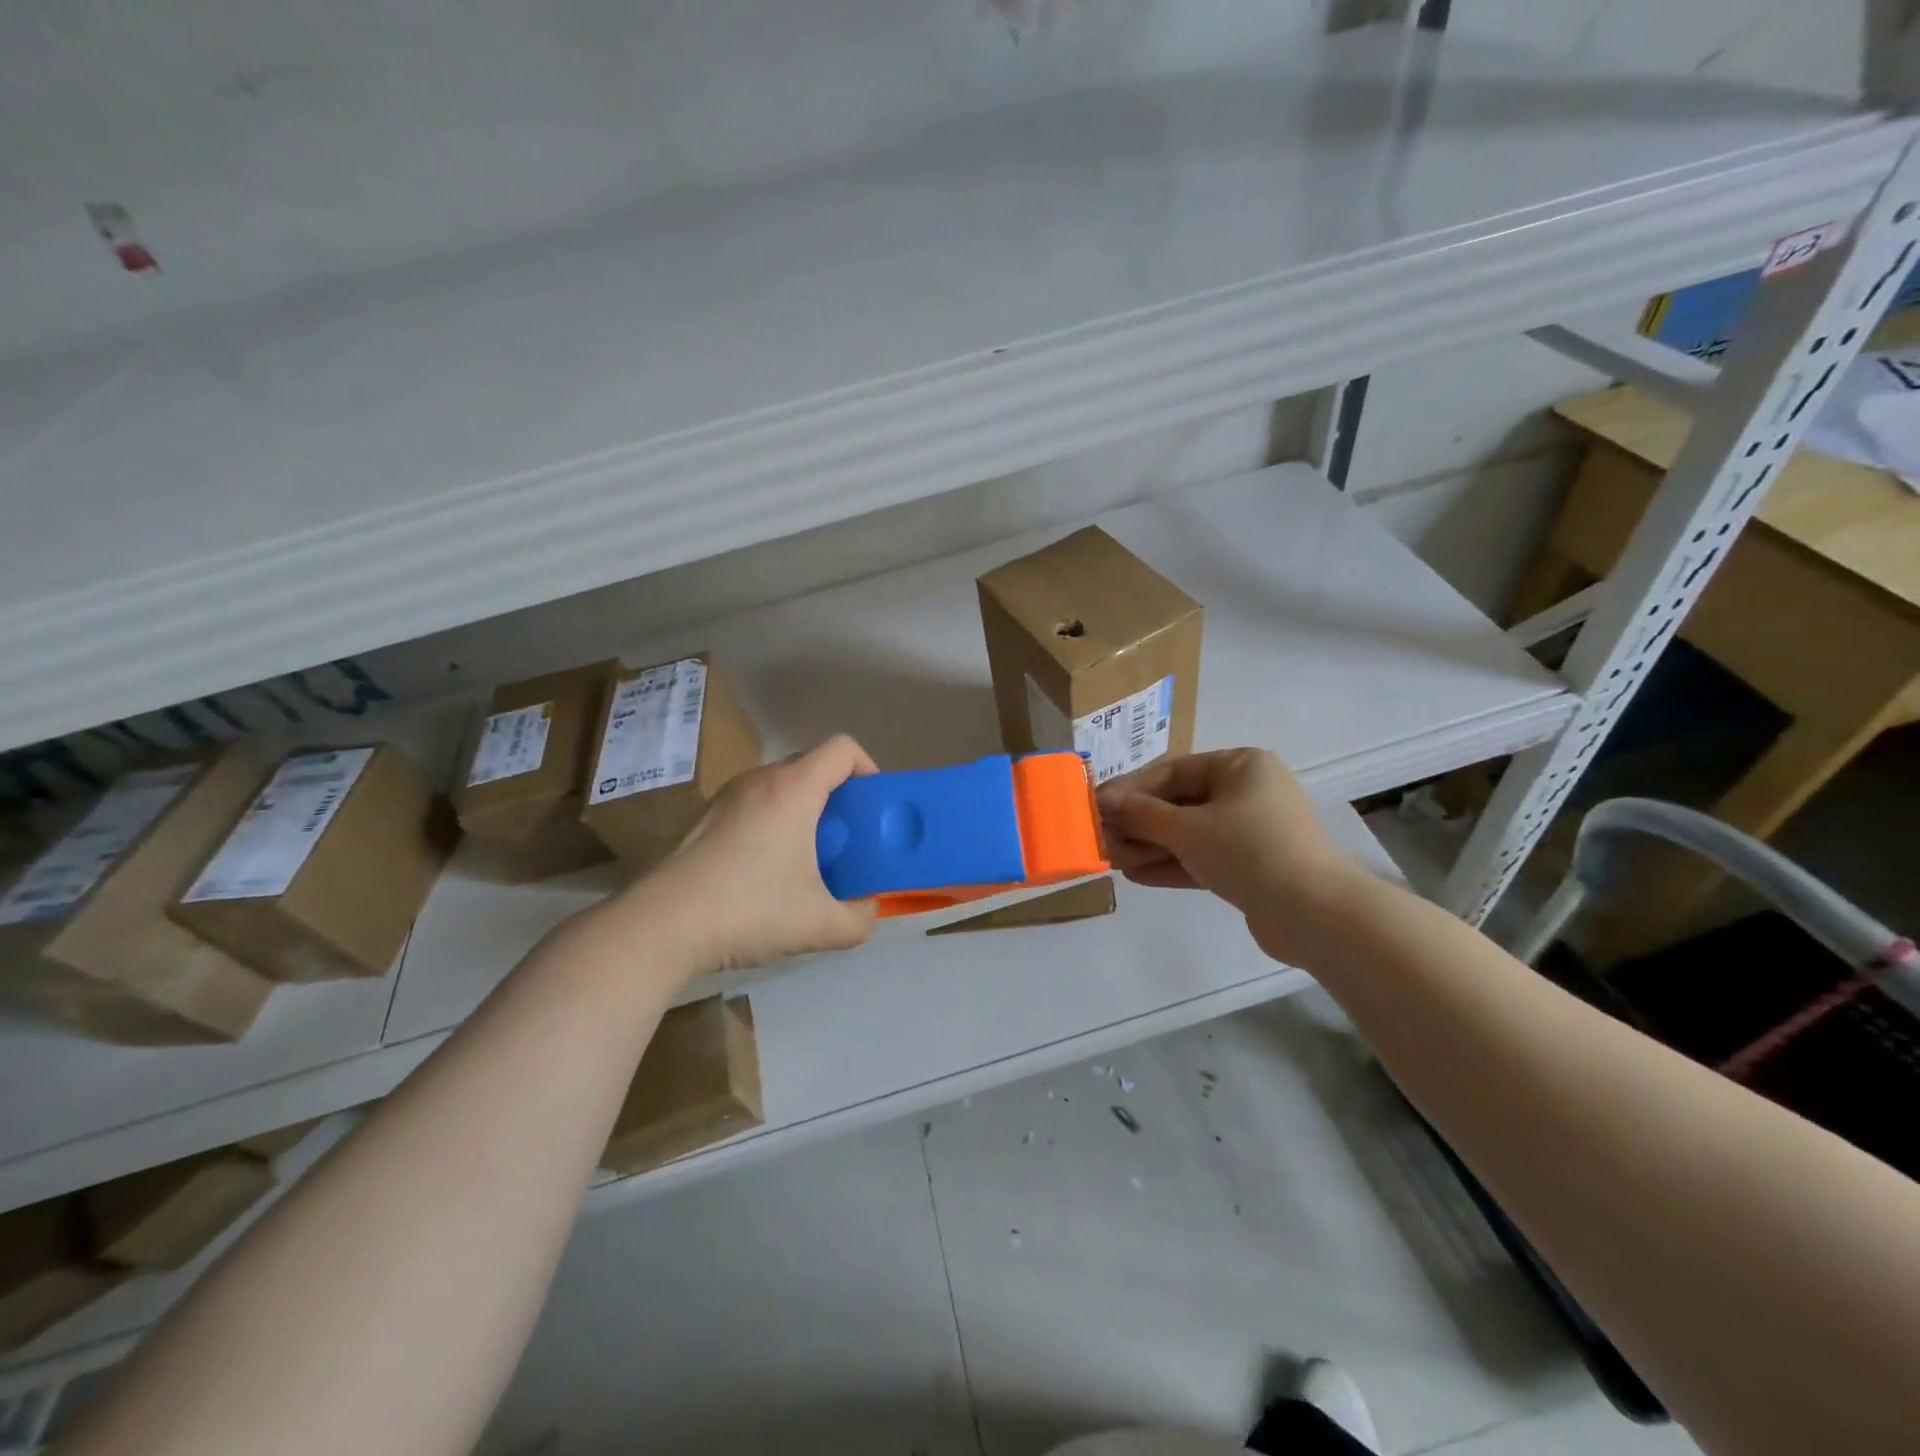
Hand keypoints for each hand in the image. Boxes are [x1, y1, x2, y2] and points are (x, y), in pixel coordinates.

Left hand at [636, 735, 879, 973]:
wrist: (660, 925)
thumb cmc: (749, 911)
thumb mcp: (820, 925)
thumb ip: (859, 919)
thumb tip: (865, 909)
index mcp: (794, 789)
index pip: (843, 748)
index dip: (868, 769)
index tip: (870, 809)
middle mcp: (760, 780)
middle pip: (812, 764)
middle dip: (837, 794)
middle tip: (844, 838)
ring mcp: (725, 796)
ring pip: (780, 785)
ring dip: (802, 809)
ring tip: (803, 856)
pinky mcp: (702, 818)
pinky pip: (752, 804)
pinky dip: (771, 822)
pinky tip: (761, 870)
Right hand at [1097, 749, 1364, 963]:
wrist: (1315, 913)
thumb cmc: (1249, 850)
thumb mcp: (1187, 828)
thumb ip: (1142, 814)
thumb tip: (1104, 801)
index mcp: (1239, 766)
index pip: (1172, 771)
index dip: (1130, 789)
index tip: (1095, 805)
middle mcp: (1247, 792)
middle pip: (1179, 803)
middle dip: (1138, 823)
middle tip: (1100, 838)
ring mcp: (1251, 831)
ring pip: (1189, 834)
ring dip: (1150, 847)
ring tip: (1111, 860)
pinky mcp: (1252, 867)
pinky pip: (1204, 858)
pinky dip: (1172, 865)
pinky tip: (1137, 876)